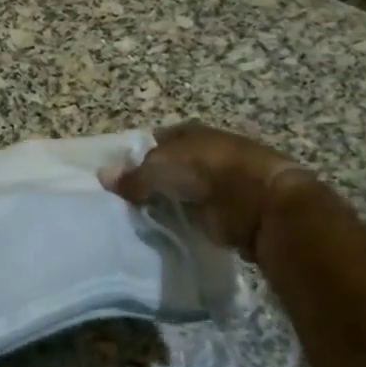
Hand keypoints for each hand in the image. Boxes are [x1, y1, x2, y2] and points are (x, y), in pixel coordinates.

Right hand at [104, 121, 342, 257]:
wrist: (264, 203)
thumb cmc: (210, 172)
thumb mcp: (162, 169)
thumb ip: (133, 176)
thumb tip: (102, 176)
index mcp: (190, 133)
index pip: (155, 141)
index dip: (137, 157)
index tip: (120, 178)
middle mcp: (205, 153)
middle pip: (170, 167)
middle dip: (152, 182)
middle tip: (125, 204)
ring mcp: (220, 182)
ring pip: (183, 192)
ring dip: (169, 204)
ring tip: (141, 221)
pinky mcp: (229, 211)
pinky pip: (198, 215)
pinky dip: (185, 222)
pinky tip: (167, 233)